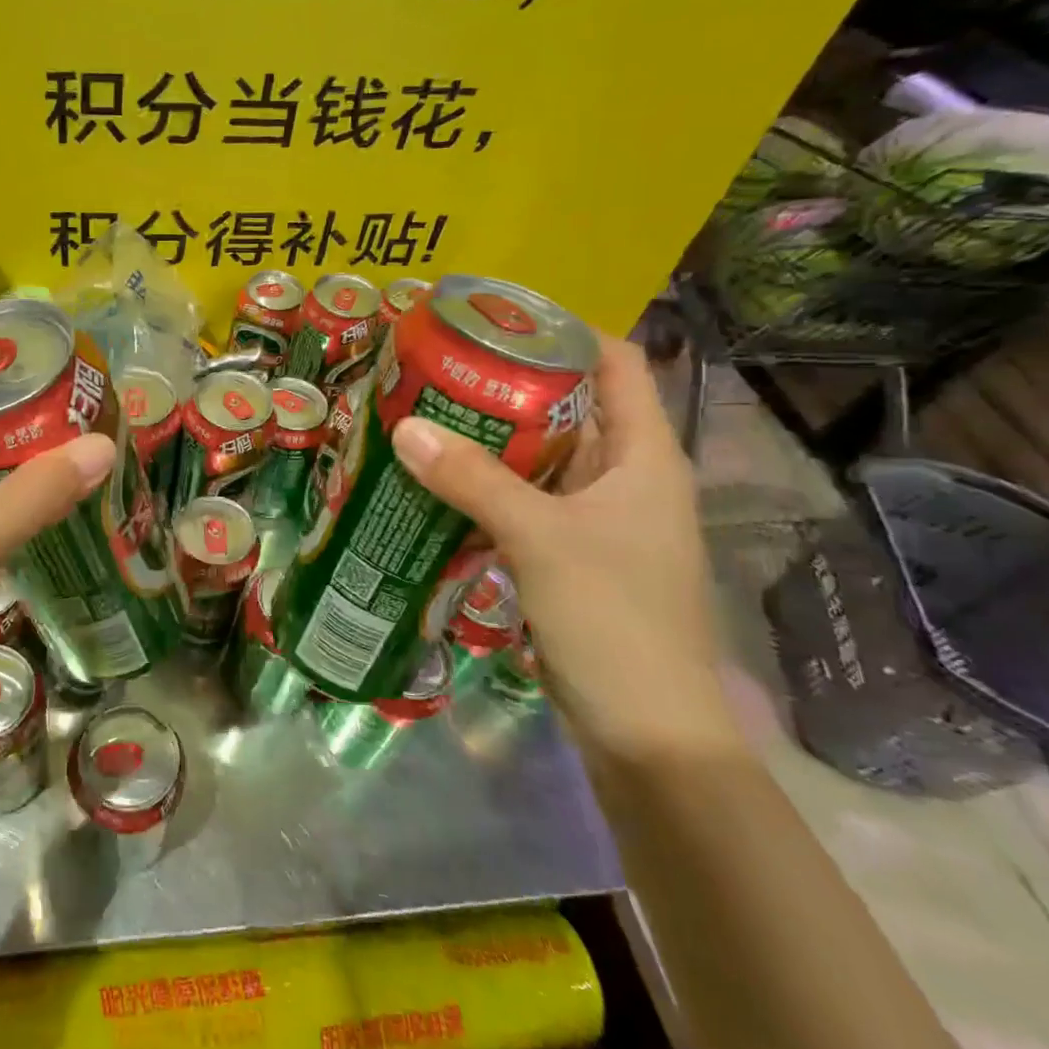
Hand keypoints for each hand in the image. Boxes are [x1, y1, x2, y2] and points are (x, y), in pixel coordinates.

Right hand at [391, 335, 739, 760]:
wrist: (645, 730)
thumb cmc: (614, 617)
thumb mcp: (540, 537)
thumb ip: (472, 479)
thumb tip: (403, 428)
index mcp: (643, 456)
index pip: (615, 363)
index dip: (565, 331)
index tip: (497, 317)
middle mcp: (624, 477)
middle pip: (568, 407)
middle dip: (508, 384)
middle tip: (440, 366)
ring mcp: (597, 520)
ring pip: (540, 458)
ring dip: (490, 439)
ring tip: (427, 413)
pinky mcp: (569, 556)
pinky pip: (523, 502)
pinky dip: (485, 487)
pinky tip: (437, 482)